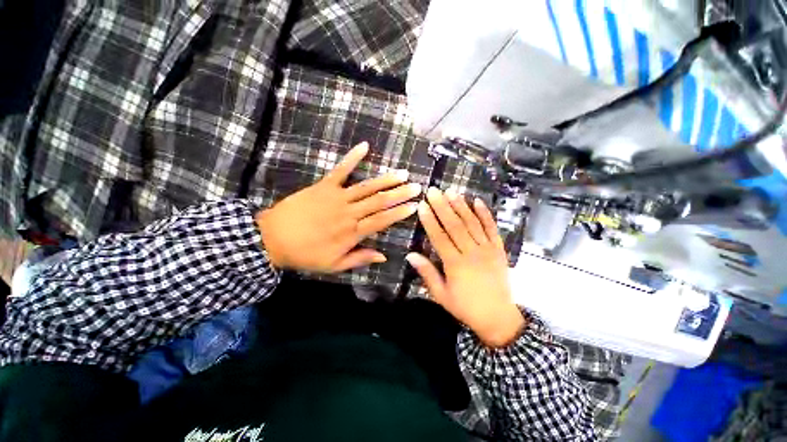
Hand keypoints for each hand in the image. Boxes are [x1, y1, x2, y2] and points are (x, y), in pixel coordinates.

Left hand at [256, 142, 420, 272]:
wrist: (273, 239)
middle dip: (400, 194)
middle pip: (379, 201)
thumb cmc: (306, 254)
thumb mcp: (334, 265)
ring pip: (367, 187)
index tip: (414, 206)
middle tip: (416, 186)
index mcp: (352, 233)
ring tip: (402, 173)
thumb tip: (384, 256)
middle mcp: (349, 213)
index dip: (399, 213)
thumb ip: (360, 258)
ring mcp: (337, 197)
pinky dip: (352, 157)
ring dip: (386, 179)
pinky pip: (341, 170)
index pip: (382, 220)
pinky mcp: (324, 186)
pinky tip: (365, 146)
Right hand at [406, 188, 524, 347]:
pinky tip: (478, 201)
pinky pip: (492, 229)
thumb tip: (411, 255)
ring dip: (461, 206)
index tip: (422, 205)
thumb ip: (427, 273)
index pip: (439, 237)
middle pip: (455, 226)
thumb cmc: (465, 307)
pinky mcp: (499, 250)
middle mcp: (471, 253)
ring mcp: (487, 250)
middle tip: (434, 191)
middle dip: (443, 206)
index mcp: (455, 265)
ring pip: (472, 224)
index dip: (429, 220)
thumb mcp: (441, 294)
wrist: (497, 317)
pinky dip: (485, 214)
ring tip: (451, 191)